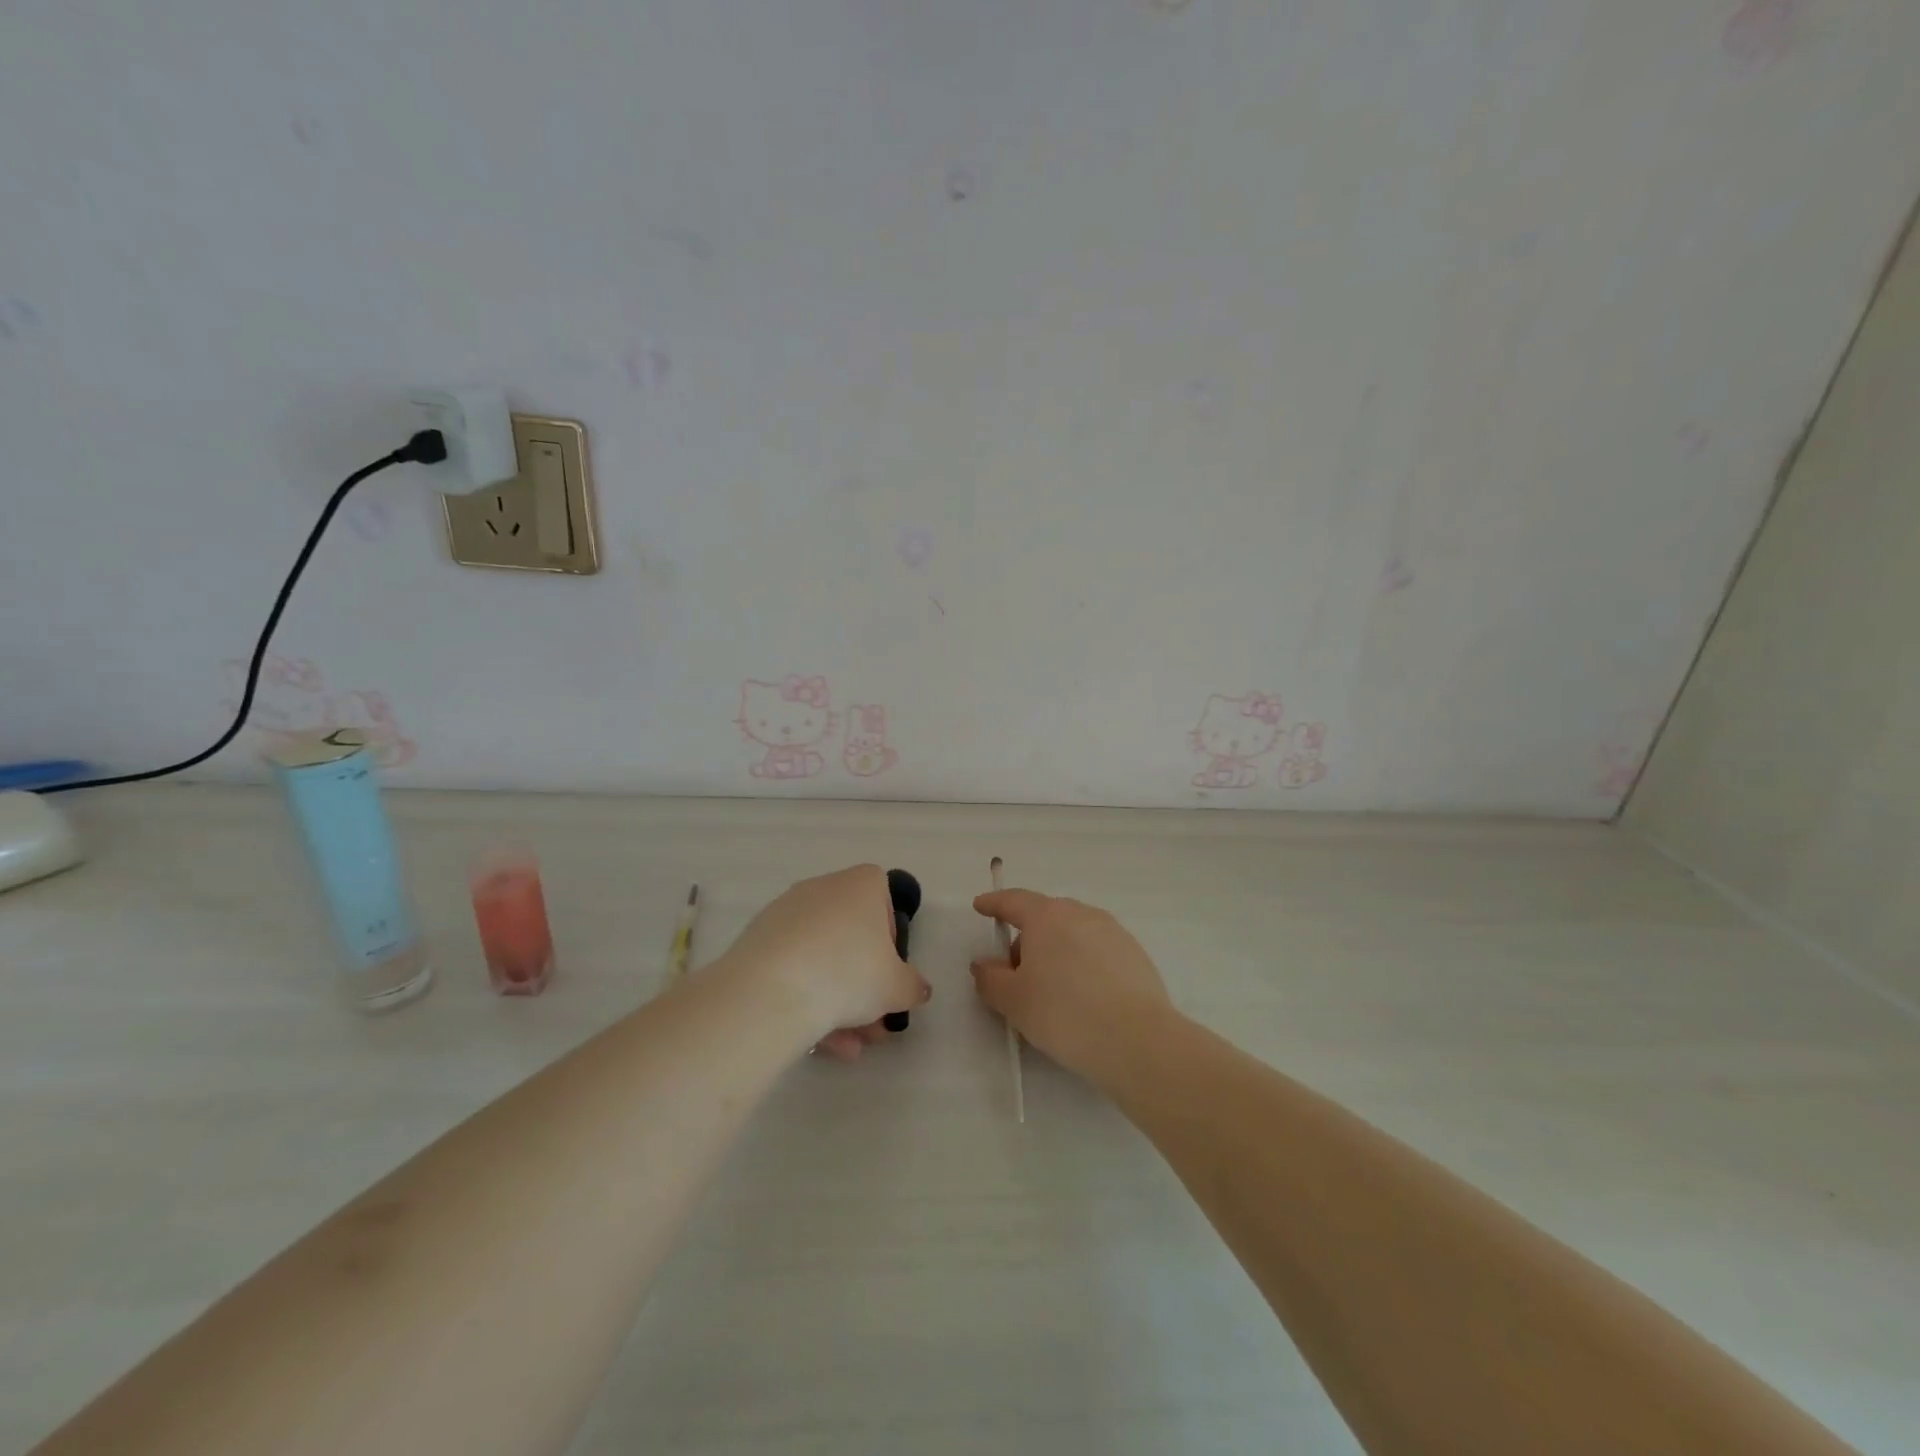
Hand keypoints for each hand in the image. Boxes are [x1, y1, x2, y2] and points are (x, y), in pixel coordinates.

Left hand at [724, 864, 929, 1060]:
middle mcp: (822, 889)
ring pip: (821, 957)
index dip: (889, 935)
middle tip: (872, 1022)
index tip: (887, 969)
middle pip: (850, 934)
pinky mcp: (756, 942)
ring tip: (846, 1045)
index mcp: (860, 885)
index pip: (882, 896)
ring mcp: (785, 914)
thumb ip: (913, 986)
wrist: (772, 992)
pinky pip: (792, 969)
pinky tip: (816, 1041)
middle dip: (863, 981)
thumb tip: (917, 989)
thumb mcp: (897, 987)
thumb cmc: (849, 973)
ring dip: (836, 1000)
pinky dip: (806, 999)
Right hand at [970, 888, 1173, 1083]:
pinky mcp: (1135, 954)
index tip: (981, 906)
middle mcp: (1081, 913)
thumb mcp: (1013, 1001)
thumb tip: (984, 963)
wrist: (1137, 1040)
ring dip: (1057, 951)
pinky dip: (1082, 964)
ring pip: (1073, 933)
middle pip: (1045, 917)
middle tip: (1016, 974)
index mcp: (1047, 916)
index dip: (994, 903)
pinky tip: (1083, 997)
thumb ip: (990, 978)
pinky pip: (1097, 950)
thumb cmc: (1064, 1013)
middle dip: (1026, 938)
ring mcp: (1112, 931)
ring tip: (1052, 990)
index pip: (1014, 901)